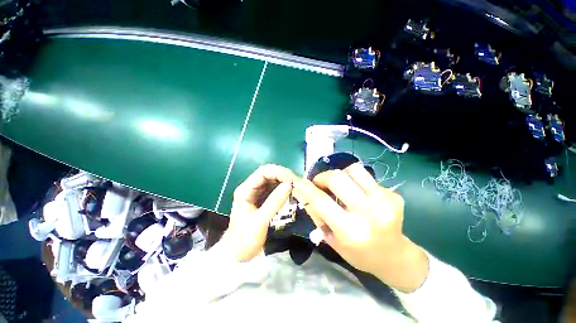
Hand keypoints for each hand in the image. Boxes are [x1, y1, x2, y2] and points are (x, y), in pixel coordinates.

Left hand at [218, 165, 296, 261]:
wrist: (237, 254)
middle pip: (268, 174)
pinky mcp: (263, 200)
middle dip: (283, 176)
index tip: (292, 179)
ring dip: (284, 181)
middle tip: (296, 182)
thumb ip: (274, 202)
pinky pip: (275, 190)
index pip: (263, 172)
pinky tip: (291, 192)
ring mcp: (257, 194)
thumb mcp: (260, 221)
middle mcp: (251, 188)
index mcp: (245, 190)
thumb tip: (289, 184)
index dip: (278, 172)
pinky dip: (283, 189)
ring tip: (296, 186)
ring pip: (273, 181)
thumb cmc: (244, 239)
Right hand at [292, 162, 428, 292]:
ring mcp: (384, 201)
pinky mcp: (393, 194)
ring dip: (340, 174)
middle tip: (320, 183)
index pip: (321, 201)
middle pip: (337, 178)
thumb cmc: (358, 253)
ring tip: (339, 185)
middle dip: (323, 177)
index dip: (307, 188)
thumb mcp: (331, 239)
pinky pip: (366, 177)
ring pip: (353, 169)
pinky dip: (355, 181)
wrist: (394, 256)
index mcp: (350, 230)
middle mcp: (369, 212)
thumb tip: (304, 191)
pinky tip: (357, 193)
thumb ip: (317, 214)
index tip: (300, 182)